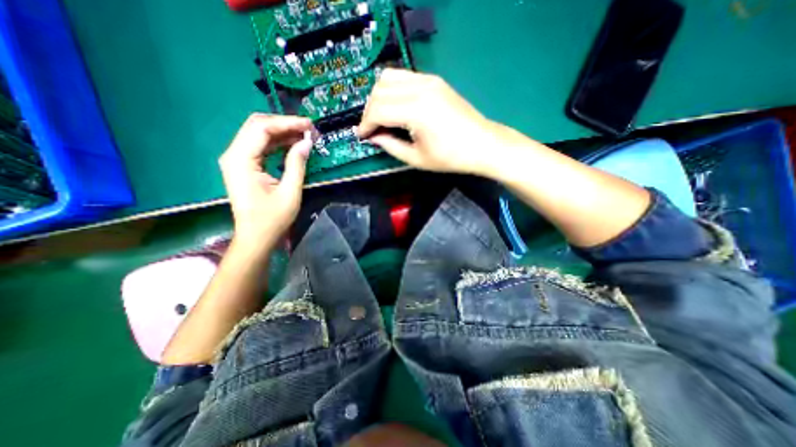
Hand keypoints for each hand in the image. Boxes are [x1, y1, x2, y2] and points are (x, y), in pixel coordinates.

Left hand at [221, 114, 317, 251]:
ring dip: (282, 133)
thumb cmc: (272, 218)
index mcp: (241, 160)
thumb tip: (306, 142)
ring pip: (258, 134)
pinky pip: (260, 147)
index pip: (262, 128)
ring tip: (304, 135)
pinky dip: (277, 143)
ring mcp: (237, 160)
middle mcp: (234, 155)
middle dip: (284, 124)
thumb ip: (296, 164)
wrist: (256, 237)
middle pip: (257, 126)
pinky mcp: (243, 166)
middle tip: (308, 129)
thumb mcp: (290, 192)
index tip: (309, 125)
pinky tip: (292, 145)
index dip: (287, 123)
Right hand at [359, 69, 505, 173]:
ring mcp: (429, 80)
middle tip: (371, 128)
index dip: (366, 123)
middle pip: (380, 90)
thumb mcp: (417, 158)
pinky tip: (395, 106)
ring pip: (389, 77)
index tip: (362, 135)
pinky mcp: (434, 80)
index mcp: (416, 111)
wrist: (482, 144)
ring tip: (381, 116)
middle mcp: (420, 88)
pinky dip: (392, 89)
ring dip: (379, 96)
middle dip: (369, 110)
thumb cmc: (450, 157)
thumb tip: (373, 136)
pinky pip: (404, 77)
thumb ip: (390, 146)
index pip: (378, 109)